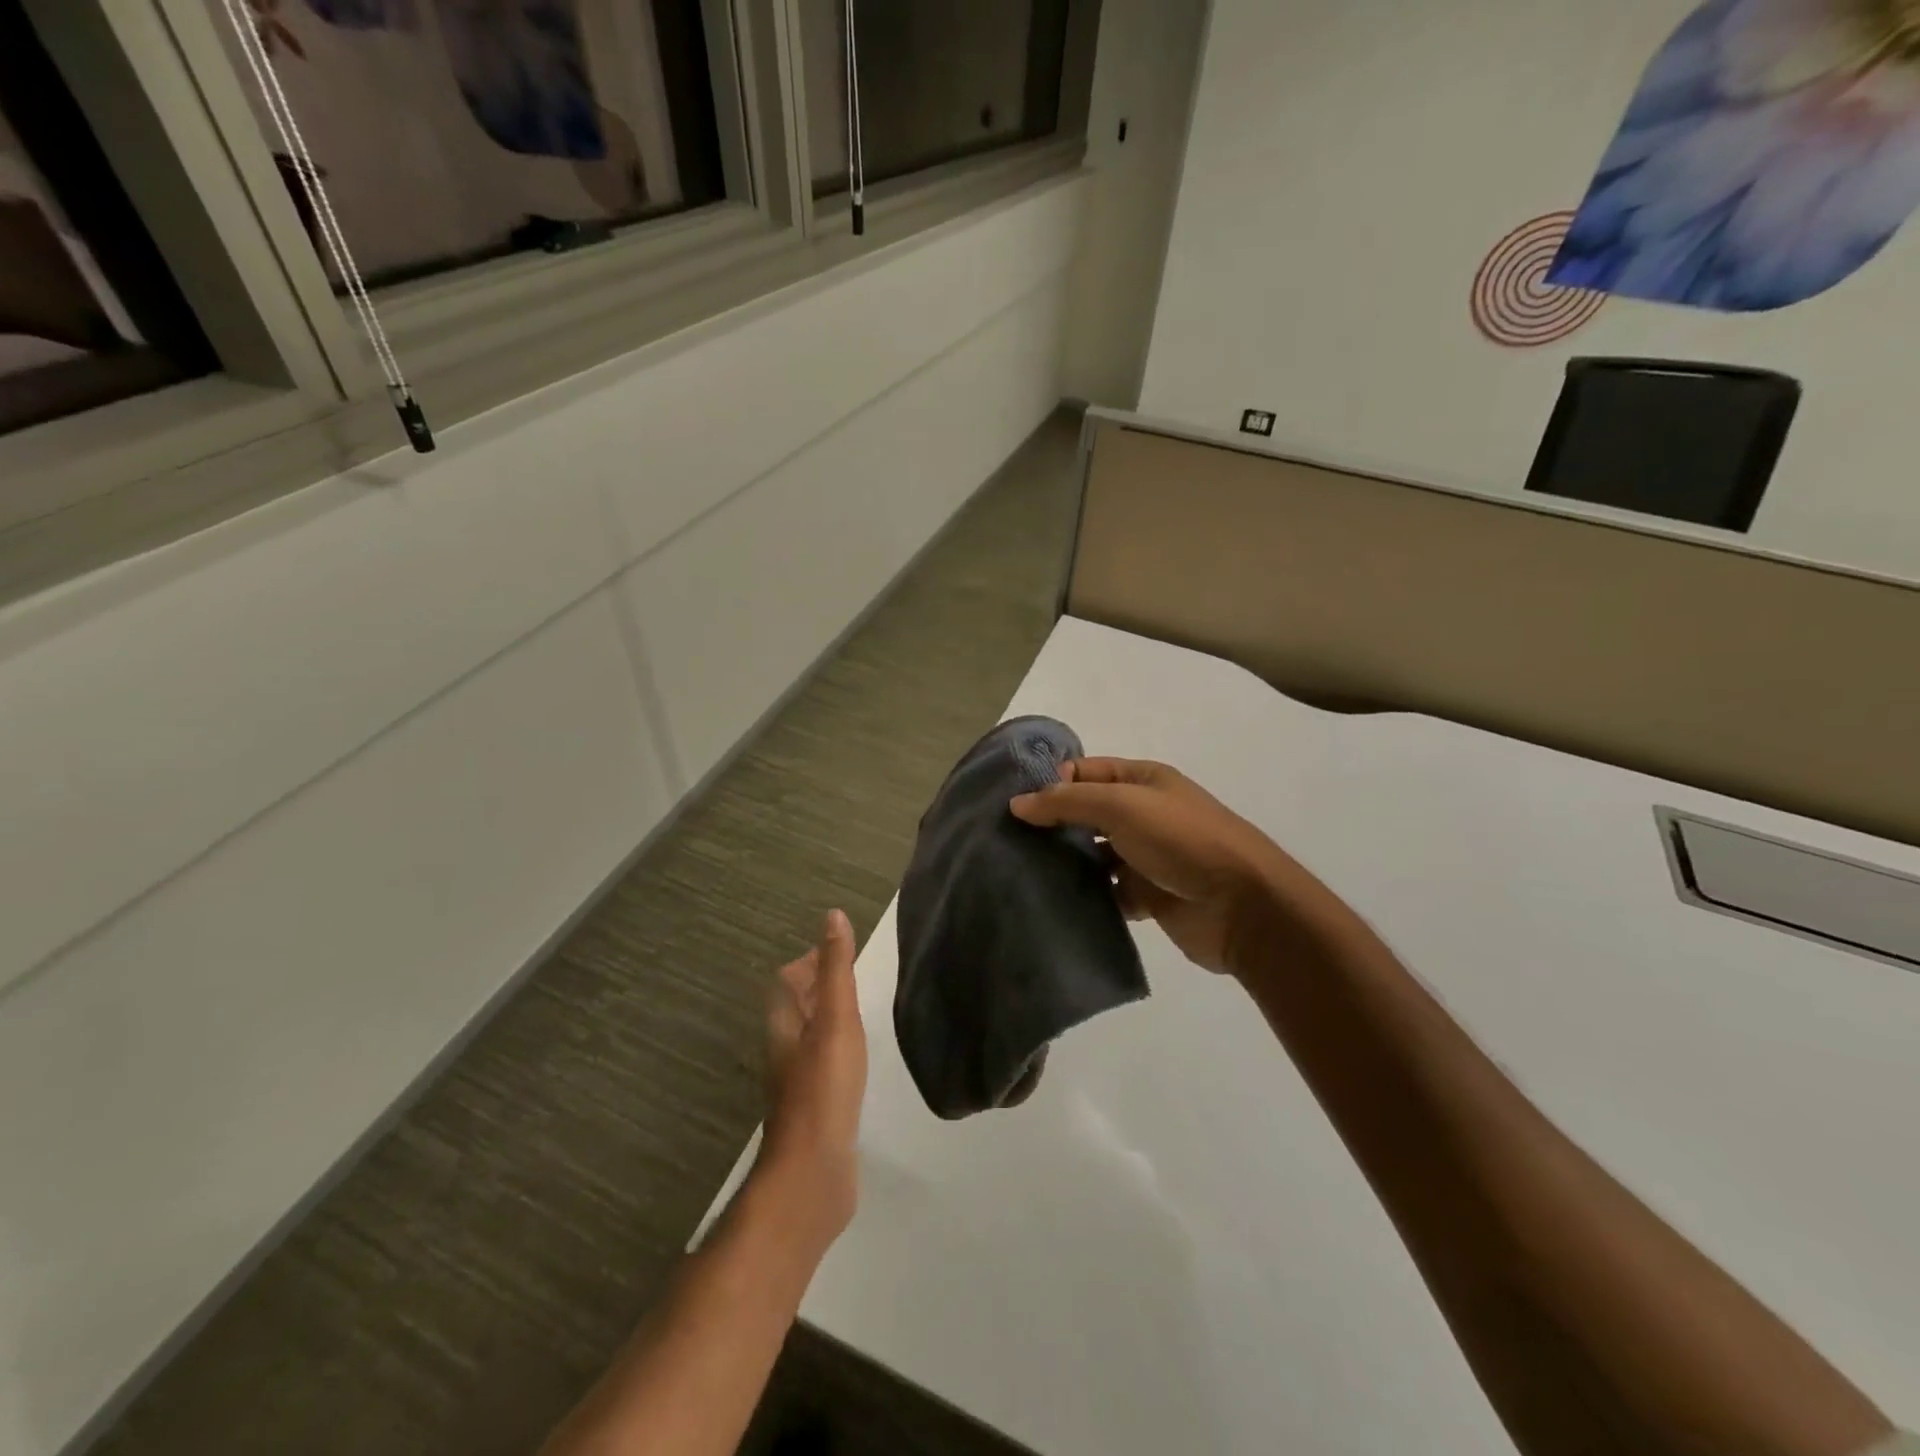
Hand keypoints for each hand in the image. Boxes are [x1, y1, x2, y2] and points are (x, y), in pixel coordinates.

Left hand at [759, 909, 867, 1246]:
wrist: (814, 1173)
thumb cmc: (823, 1087)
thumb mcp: (835, 1018)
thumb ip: (835, 969)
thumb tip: (832, 916)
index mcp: (784, 1025)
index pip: (787, 981)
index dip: (809, 963)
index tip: (839, 952)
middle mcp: (785, 1050)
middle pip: (796, 1009)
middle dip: (819, 988)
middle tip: (853, 976)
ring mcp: (798, 1083)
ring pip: (810, 1037)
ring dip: (828, 1019)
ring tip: (859, 1010)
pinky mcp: (815, 1109)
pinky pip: (824, 1066)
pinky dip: (838, 1050)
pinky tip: (859, 1059)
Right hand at [1011, 758, 1293, 976]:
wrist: (1243, 906)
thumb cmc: (1182, 840)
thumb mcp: (1122, 806)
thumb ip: (1068, 802)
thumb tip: (1017, 803)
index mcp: (1143, 781)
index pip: (1086, 771)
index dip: (1052, 782)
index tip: (1013, 805)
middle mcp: (1144, 814)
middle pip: (1087, 813)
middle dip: (1052, 824)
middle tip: (1007, 841)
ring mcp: (1146, 857)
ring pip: (1094, 855)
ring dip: (1066, 863)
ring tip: (1021, 873)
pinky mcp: (1147, 896)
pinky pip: (1106, 893)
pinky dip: (1085, 897)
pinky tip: (1053, 902)